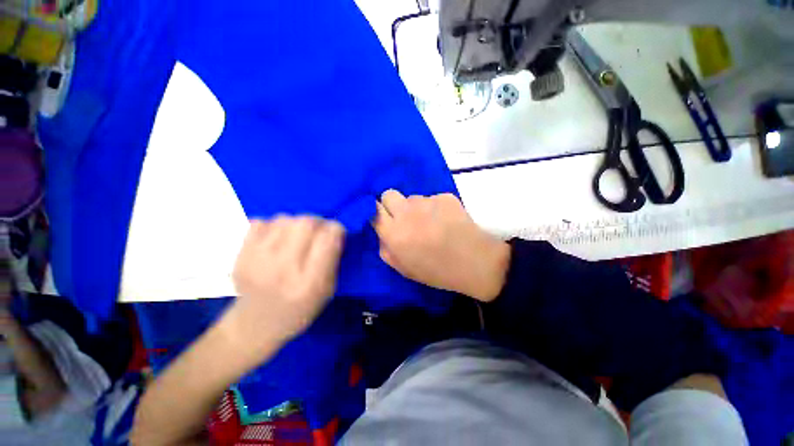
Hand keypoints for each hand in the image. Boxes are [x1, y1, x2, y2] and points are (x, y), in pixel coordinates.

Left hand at [223, 216, 344, 361]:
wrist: (255, 325)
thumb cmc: (300, 309)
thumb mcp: (328, 290)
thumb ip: (333, 259)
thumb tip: (334, 230)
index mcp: (310, 282)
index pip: (328, 238)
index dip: (337, 229)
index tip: (337, 233)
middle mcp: (283, 269)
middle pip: (306, 223)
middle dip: (318, 222)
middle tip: (318, 231)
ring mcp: (257, 261)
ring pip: (285, 219)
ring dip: (296, 224)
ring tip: (296, 237)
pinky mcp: (239, 255)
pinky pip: (261, 222)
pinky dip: (273, 226)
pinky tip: (276, 240)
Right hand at [373, 190, 509, 301]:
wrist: (475, 262)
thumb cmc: (437, 270)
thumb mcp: (404, 268)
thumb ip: (386, 249)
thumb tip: (383, 231)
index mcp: (395, 233)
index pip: (373, 210)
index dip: (376, 213)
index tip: (382, 218)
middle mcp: (407, 213)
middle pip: (388, 194)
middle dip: (391, 204)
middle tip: (404, 217)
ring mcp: (427, 202)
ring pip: (412, 197)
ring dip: (415, 207)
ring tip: (430, 222)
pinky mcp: (444, 196)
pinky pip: (431, 198)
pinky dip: (435, 207)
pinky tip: (446, 220)